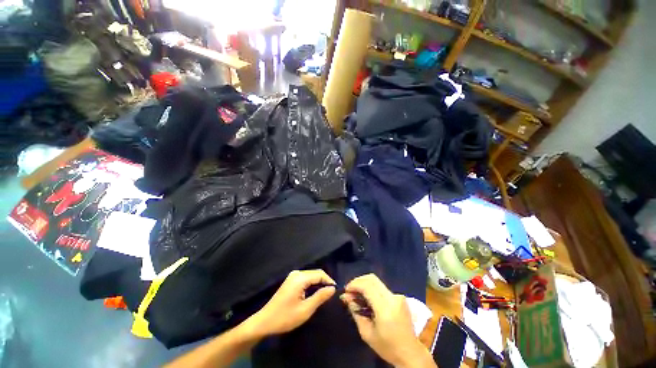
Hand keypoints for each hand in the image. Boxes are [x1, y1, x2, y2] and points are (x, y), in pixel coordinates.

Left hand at [246, 270, 335, 336]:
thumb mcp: (305, 310)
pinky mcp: (291, 280)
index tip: (336, 291)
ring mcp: (293, 276)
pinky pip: (306, 279)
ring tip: (325, 295)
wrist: (264, 322)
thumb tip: (332, 288)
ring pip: (311, 276)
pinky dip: (312, 284)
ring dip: (319, 284)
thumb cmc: (285, 317)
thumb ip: (320, 297)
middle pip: (316, 273)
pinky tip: (314, 294)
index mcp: (300, 278)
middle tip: (331, 294)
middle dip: (324, 282)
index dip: (329, 281)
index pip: (320, 274)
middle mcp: (297, 273)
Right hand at [341, 274, 434, 367]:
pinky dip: (371, 289)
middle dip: (358, 282)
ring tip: (356, 295)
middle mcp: (393, 297)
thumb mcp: (366, 333)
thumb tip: (346, 297)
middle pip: (372, 279)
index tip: (346, 291)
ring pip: (376, 281)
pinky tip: (366, 298)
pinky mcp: (400, 297)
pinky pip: (381, 287)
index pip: (367, 286)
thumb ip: (355, 312)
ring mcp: (398, 296)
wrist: (411, 353)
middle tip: (349, 291)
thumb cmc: (387, 347)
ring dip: (364, 284)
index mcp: (386, 308)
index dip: (354, 284)